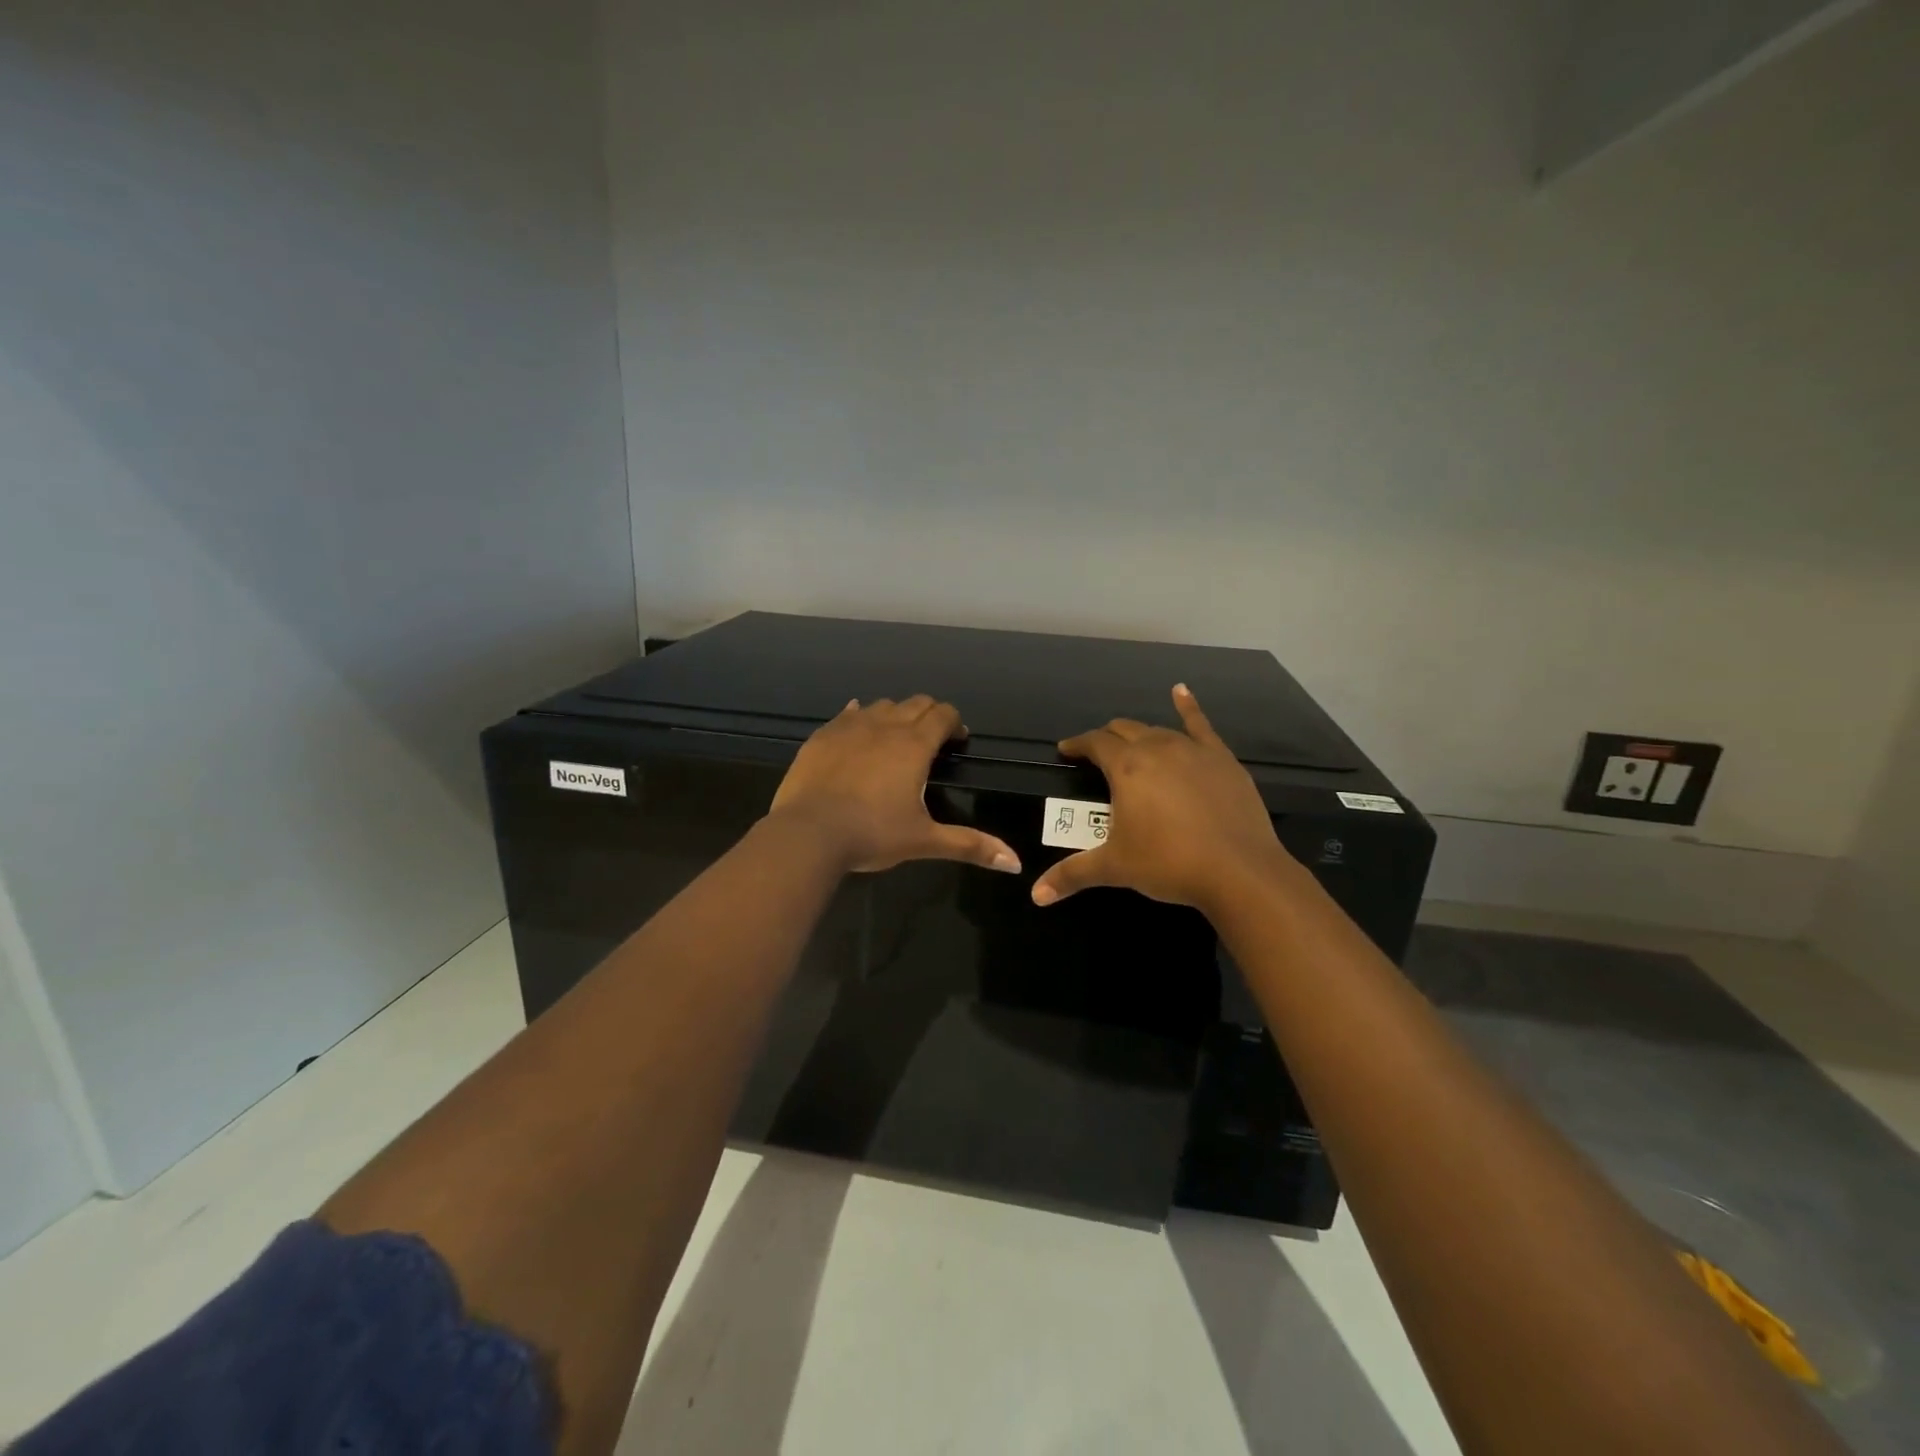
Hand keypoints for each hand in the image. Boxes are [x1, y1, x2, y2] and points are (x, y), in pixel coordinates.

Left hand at [769, 696, 1022, 875]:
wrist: (808, 833)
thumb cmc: (872, 834)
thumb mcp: (924, 840)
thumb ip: (970, 845)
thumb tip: (1015, 863)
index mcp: (914, 745)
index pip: (943, 715)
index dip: (954, 723)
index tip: (957, 741)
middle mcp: (885, 726)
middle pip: (916, 703)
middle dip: (929, 715)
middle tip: (932, 740)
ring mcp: (851, 727)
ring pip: (882, 705)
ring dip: (896, 715)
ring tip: (895, 739)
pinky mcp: (823, 735)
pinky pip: (848, 714)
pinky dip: (860, 716)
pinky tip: (858, 726)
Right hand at [1031, 684, 1289, 912]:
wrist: (1239, 870)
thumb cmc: (1168, 863)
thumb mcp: (1115, 868)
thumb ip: (1072, 875)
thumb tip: (1036, 895)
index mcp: (1126, 767)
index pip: (1095, 743)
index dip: (1078, 745)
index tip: (1066, 751)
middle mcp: (1157, 748)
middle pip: (1124, 730)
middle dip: (1106, 739)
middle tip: (1097, 755)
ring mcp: (1193, 750)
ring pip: (1157, 729)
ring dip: (1140, 735)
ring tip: (1132, 745)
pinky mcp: (1222, 759)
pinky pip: (1201, 725)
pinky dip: (1188, 706)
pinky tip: (1181, 691)